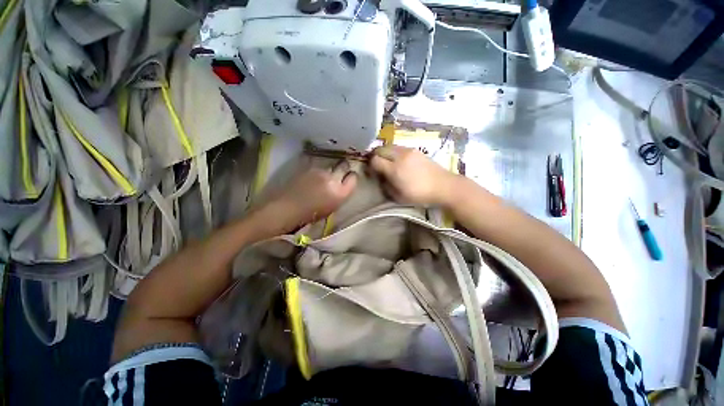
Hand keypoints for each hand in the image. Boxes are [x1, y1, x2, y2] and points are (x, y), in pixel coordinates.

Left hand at [255, 163, 357, 233]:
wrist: (285, 209)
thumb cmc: (309, 215)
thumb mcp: (331, 208)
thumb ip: (340, 195)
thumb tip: (342, 185)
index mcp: (339, 193)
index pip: (353, 178)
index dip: (352, 177)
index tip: (349, 178)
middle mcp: (332, 179)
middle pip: (344, 166)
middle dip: (344, 168)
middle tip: (340, 172)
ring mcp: (319, 171)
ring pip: (330, 166)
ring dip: (329, 171)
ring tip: (321, 179)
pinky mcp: (308, 167)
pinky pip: (318, 167)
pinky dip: (318, 172)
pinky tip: (312, 179)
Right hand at [370, 145, 456, 206]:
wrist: (443, 186)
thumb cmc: (420, 195)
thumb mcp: (399, 197)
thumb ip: (386, 186)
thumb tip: (381, 178)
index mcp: (395, 169)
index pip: (375, 160)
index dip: (371, 165)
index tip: (373, 171)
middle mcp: (400, 156)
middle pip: (380, 149)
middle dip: (376, 156)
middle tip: (377, 165)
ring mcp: (409, 151)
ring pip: (389, 146)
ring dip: (385, 152)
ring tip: (387, 162)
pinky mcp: (415, 149)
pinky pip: (399, 147)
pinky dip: (394, 152)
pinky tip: (399, 160)